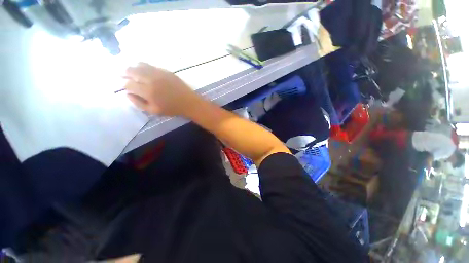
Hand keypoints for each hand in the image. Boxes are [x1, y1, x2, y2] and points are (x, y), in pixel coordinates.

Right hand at [124, 62, 201, 115]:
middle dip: (124, 73)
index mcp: (148, 91)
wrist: (189, 102)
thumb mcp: (154, 111)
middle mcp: (151, 79)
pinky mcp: (166, 71)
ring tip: (130, 71)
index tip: (125, 87)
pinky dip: (143, 66)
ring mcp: (159, 73)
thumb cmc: (172, 109)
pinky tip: (143, 69)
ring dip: (133, 67)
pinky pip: (151, 65)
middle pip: (131, 71)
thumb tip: (127, 94)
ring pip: (140, 65)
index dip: (124, 85)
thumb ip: (138, 103)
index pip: (129, 84)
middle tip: (122, 75)